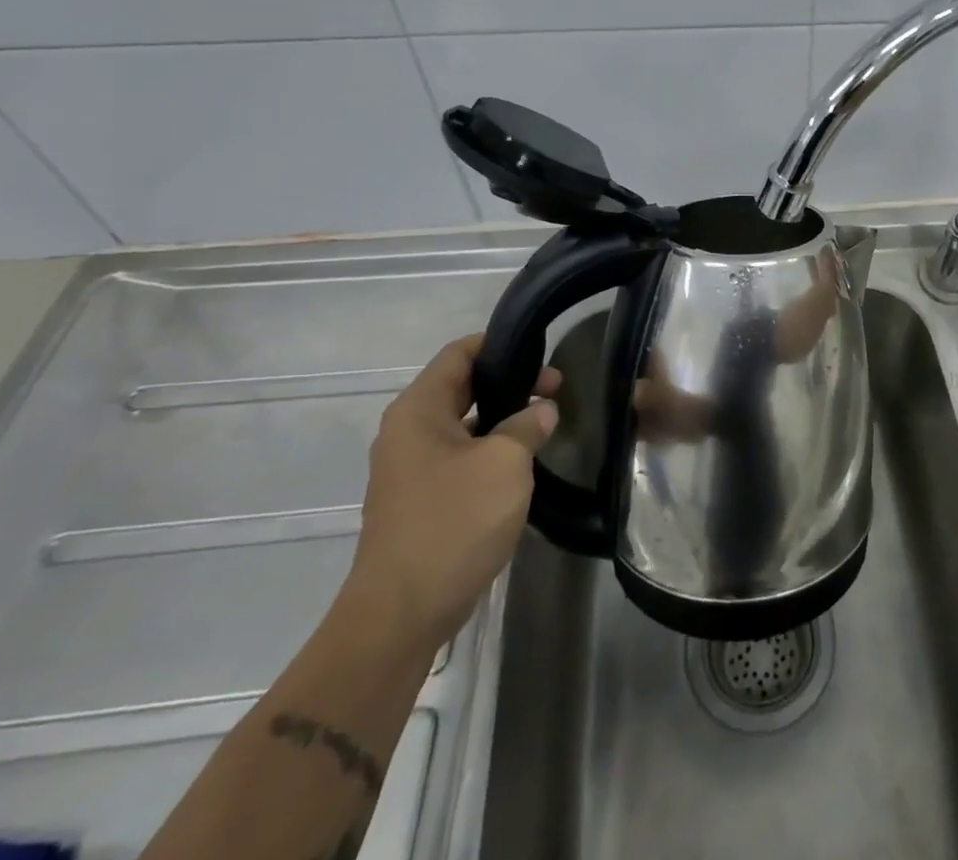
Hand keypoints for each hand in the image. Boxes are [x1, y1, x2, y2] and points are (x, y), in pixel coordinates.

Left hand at [336, 334, 558, 658]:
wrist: (402, 615)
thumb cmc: (453, 522)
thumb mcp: (506, 462)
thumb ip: (528, 424)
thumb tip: (542, 410)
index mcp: (418, 411)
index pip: (458, 354)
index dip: (499, 343)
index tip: (541, 349)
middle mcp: (407, 432)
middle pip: (461, 387)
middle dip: (509, 382)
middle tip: (555, 387)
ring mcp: (410, 469)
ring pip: (462, 424)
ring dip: (502, 418)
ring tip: (545, 421)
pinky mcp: (419, 501)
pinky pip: (458, 457)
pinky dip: (489, 449)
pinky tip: (522, 462)